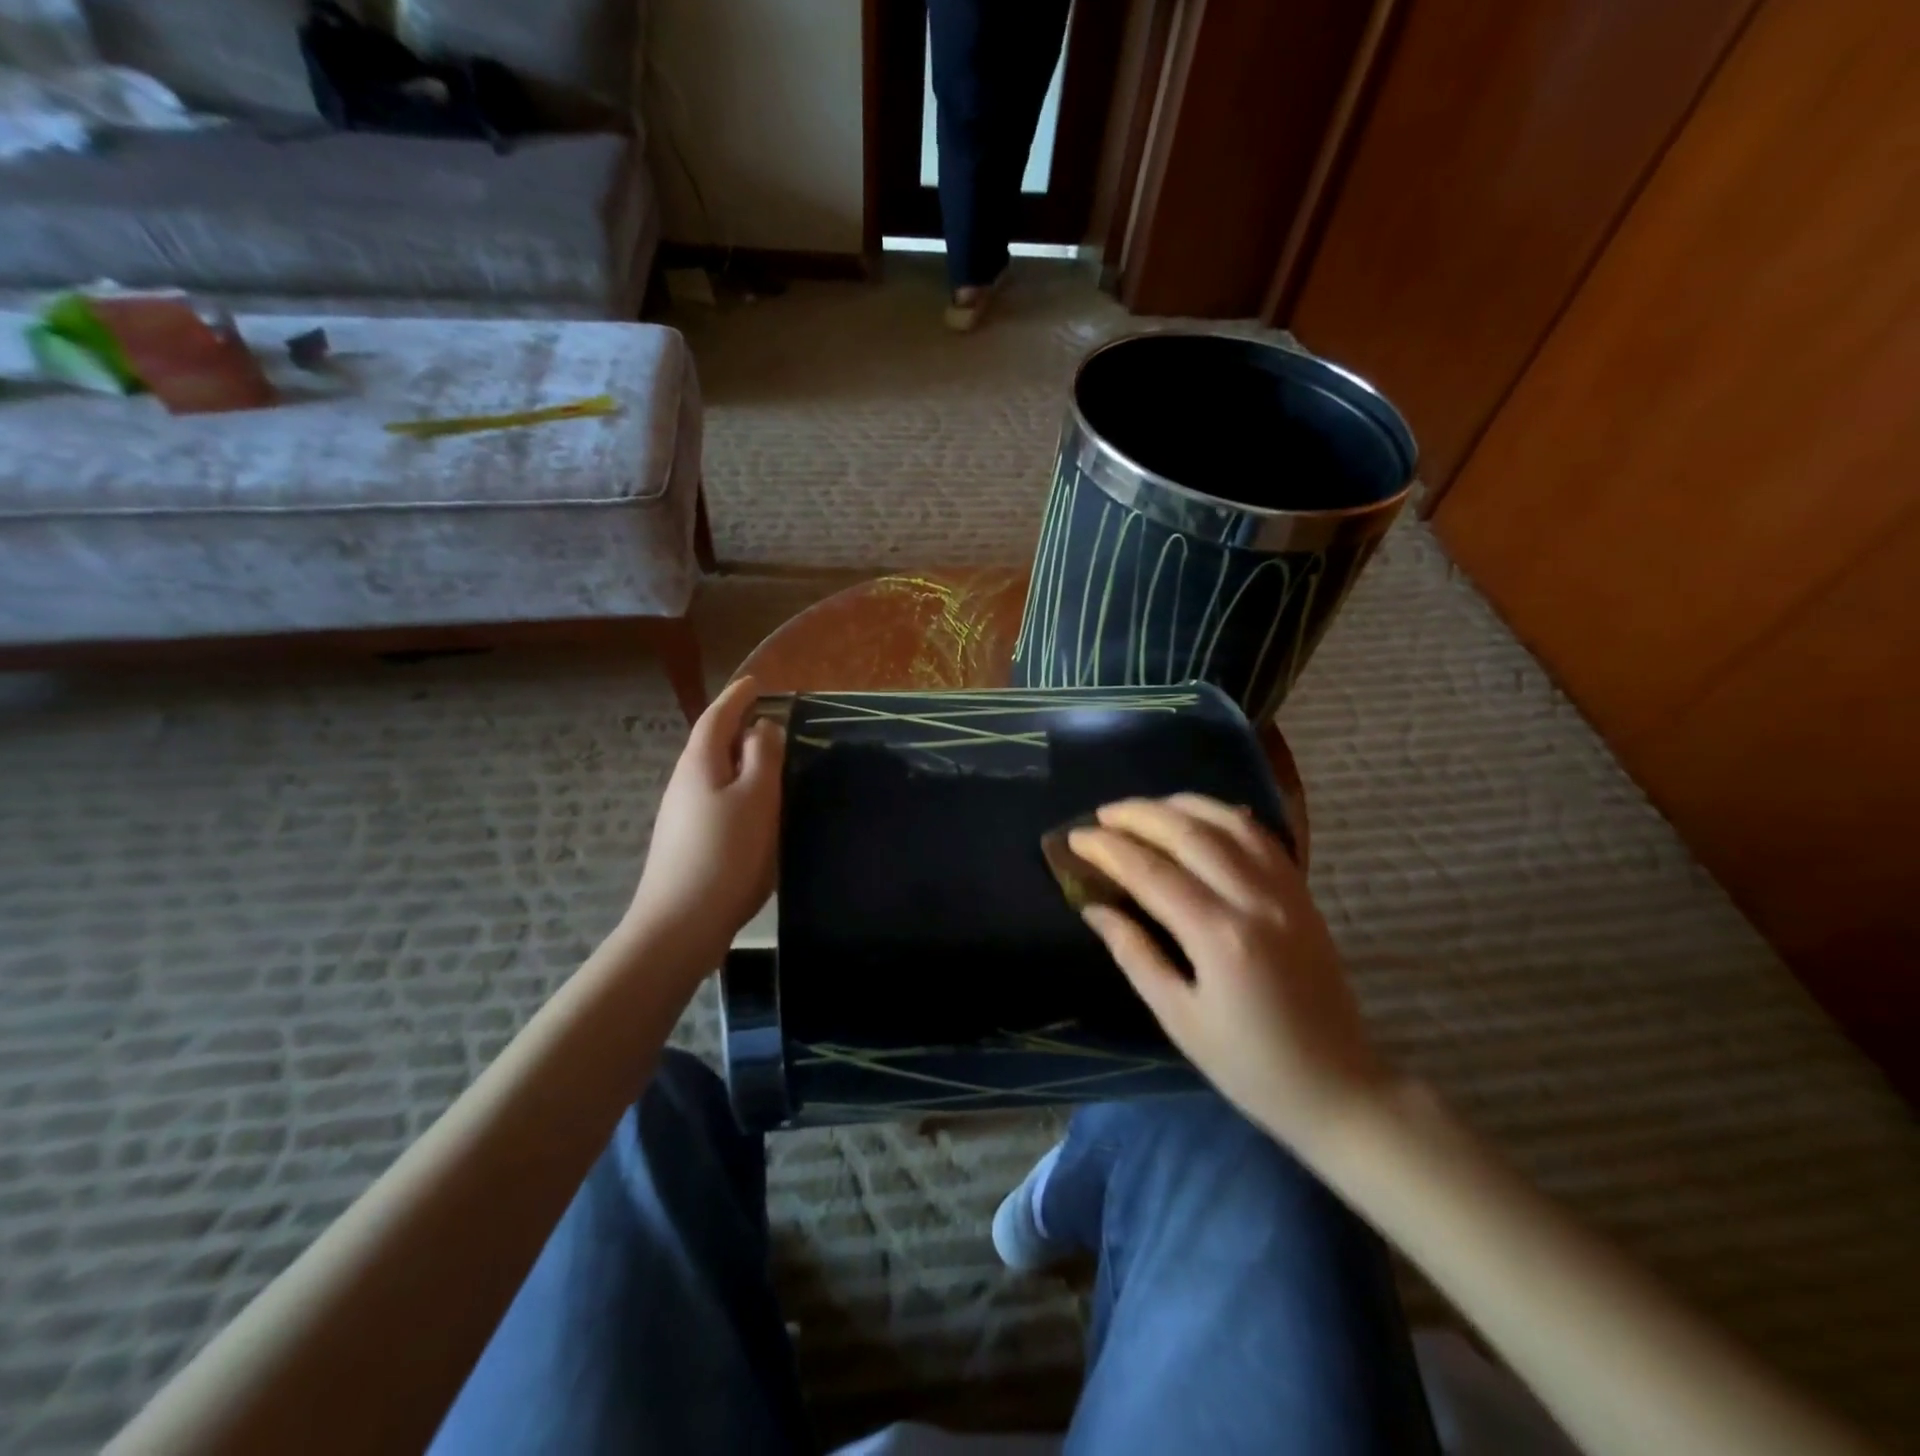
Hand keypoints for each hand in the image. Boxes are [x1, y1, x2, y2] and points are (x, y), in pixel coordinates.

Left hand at [623, 675, 783, 969]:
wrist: (681, 924)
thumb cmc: (726, 854)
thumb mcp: (757, 798)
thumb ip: (763, 757)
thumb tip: (762, 726)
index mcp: (700, 764)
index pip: (717, 717)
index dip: (737, 697)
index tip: (756, 682)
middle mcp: (684, 784)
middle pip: (711, 744)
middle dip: (737, 727)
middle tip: (770, 720)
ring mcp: (681, 816)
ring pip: (713, 773)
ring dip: (738, 760)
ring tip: (768, 761)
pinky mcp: (686, 843)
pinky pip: (715, 799)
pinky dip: (735, 789)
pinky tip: (753, 808)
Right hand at [1069, 795, 1389, 1152]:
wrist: (1339, 1088)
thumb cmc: (1249, 1066)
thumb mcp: (1179, 1019)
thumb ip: (1134, 954)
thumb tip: (1094, 907)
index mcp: (1220, 937)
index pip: (1151, 871)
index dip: (1107, 848)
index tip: (1075, 837)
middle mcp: (1255, 900)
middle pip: (1189, 832)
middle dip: (1138, 815)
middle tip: (1101, 815)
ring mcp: (1286, 892)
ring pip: (1229, 821)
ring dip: (1181, 805)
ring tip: (1144, 809)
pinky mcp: (1303, 894)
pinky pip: (1261, 836)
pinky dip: (1223, 816)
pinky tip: (1199, 817)